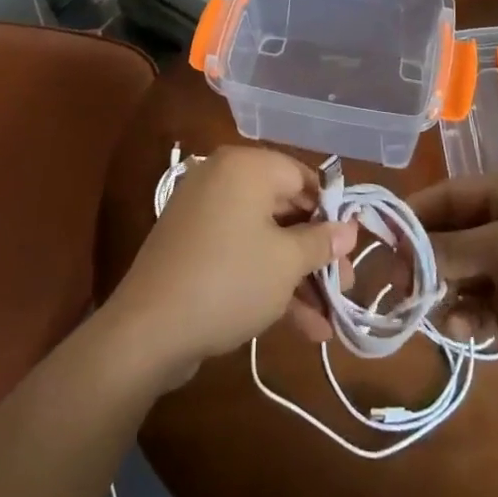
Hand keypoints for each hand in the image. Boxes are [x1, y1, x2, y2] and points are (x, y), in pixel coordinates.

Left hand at [104, 146, 356, 386]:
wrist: (148, 329)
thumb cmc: (229, 280)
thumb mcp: (286, 262)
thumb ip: (321, 242)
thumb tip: (349, 229)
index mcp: (246, 167)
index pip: (302, 176)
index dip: (330, 212)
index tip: (350, 247)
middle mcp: (223, 179)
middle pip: (284, 209)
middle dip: (316, 253)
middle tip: (343, 287)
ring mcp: (205, 214)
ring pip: (265, 237)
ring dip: (298, 276)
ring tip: (329, 321)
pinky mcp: (193, 247)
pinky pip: (241, 253)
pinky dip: (268, 280)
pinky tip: (302, 326)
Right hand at [411, 172, 497, 407]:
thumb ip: (451, 248)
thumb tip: (402, 253)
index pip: (445, 196)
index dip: (412, 216)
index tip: (379, 240)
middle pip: (446, 235)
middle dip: (422, 258)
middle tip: (397, 285)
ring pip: (454, 272)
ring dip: (439, 290)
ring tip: (429, 311)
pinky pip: (471, 304)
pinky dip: (461, 315)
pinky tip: (462, 330)